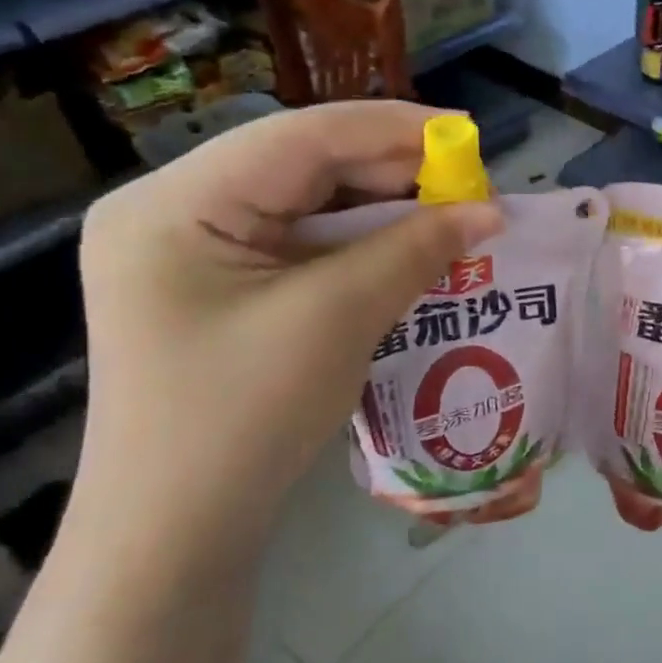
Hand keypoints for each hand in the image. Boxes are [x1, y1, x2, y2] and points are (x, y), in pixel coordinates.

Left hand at [70, 101, 500, 584]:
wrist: (174, 533)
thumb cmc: (242, 420)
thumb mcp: (335, 320)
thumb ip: (414, 250)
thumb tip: (490, 212)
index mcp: (174, 202)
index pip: (300, 137)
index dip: (392, 129)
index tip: (469, 134)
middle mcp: (172, 211)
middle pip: (300, 166)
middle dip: (390, 174)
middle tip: (468, 188)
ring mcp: (189, 252)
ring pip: (304, 206)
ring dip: (379, 212)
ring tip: (449, 216)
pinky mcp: (214, 289)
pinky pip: (297, 247)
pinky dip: (356, 248)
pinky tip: (405, 253)